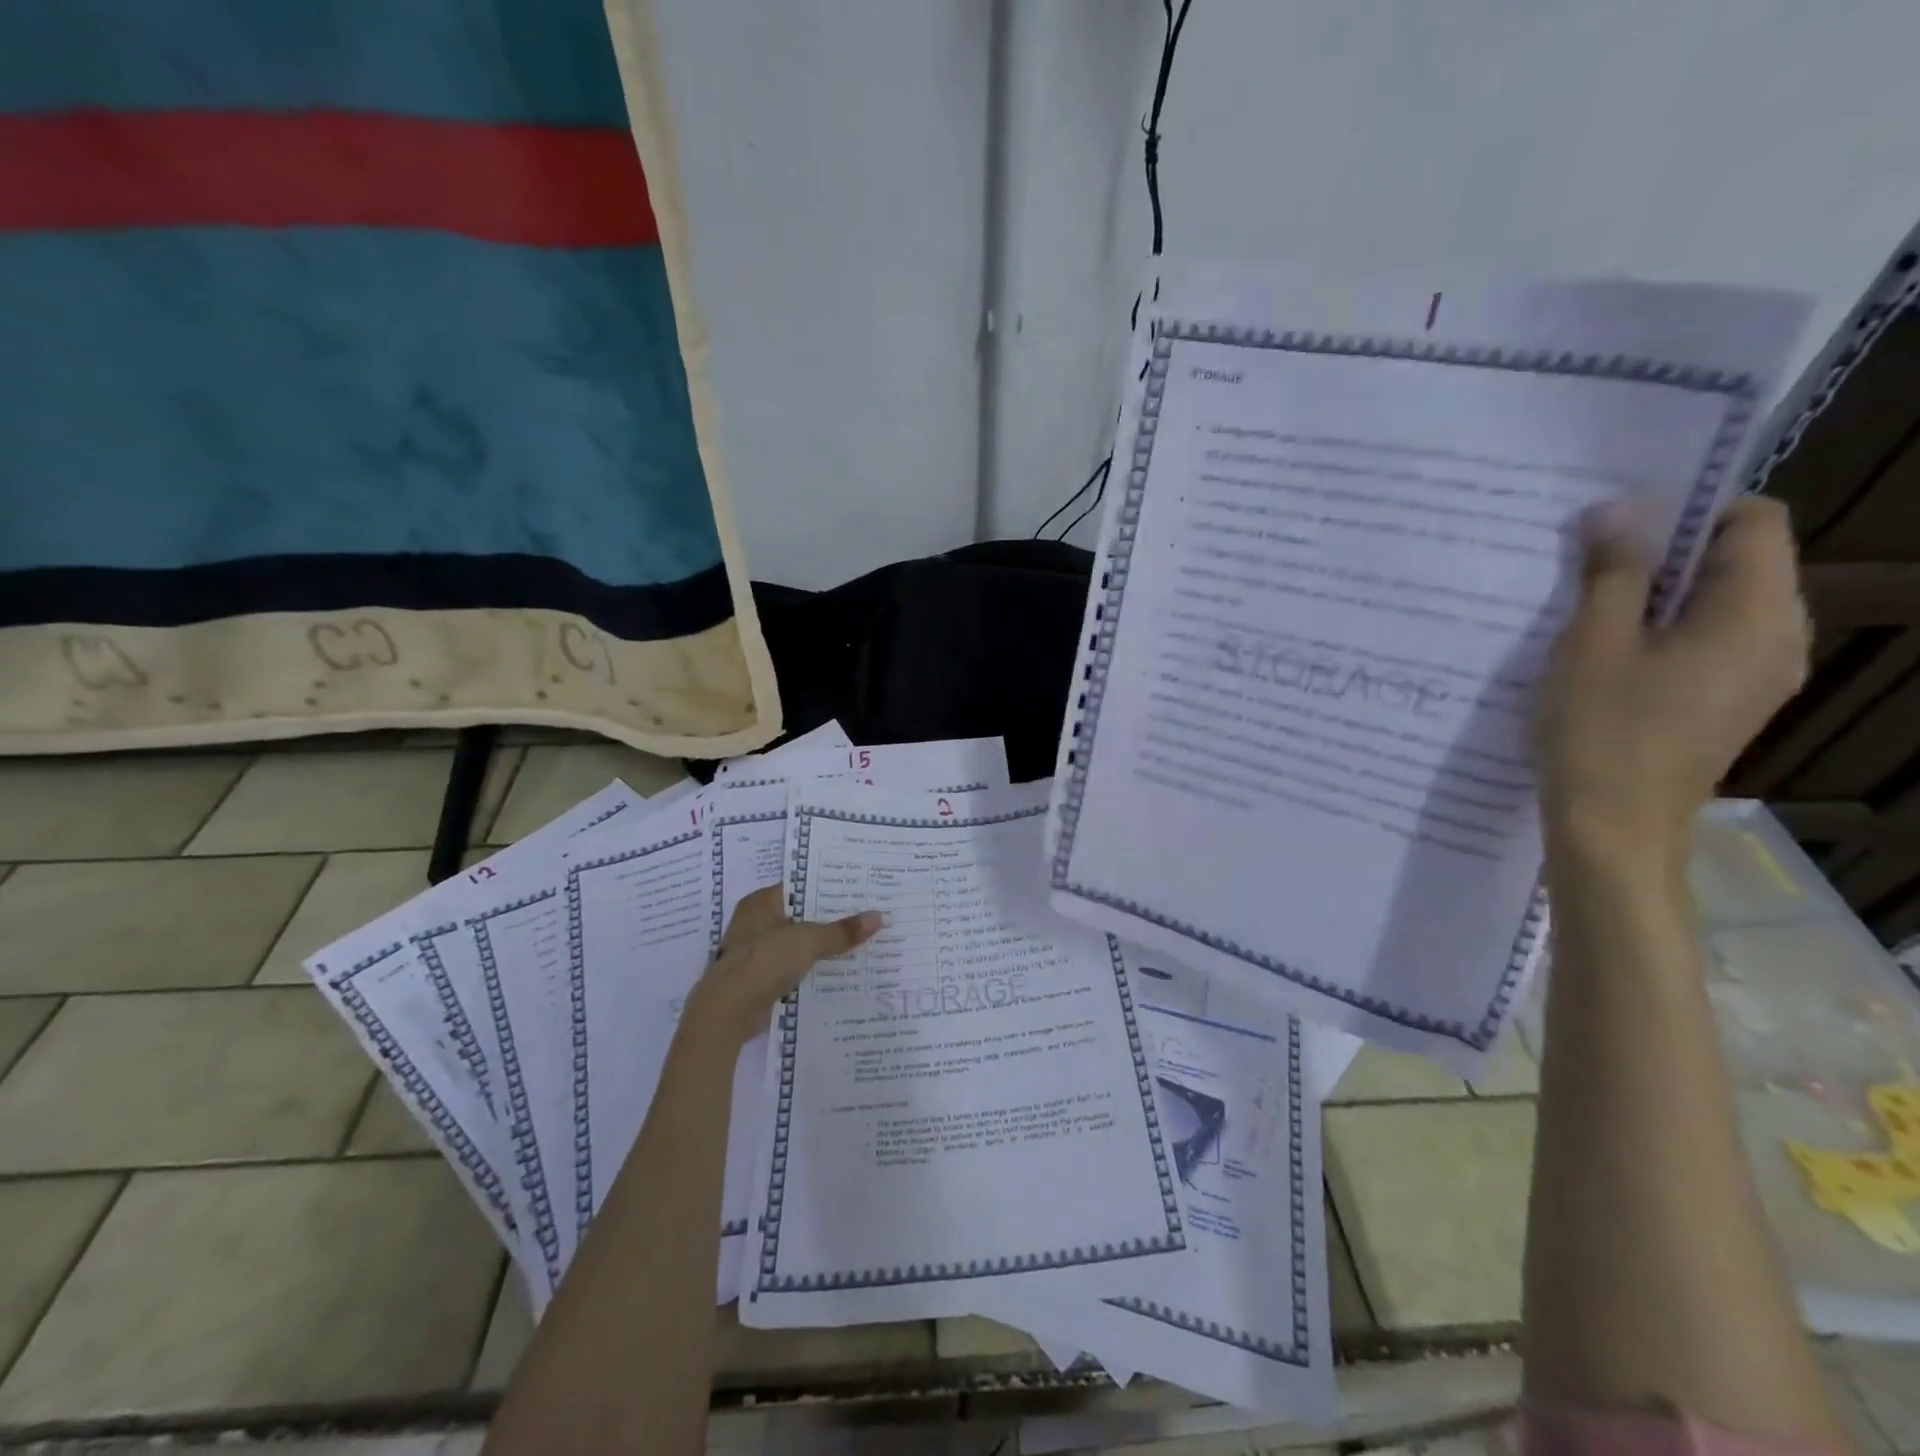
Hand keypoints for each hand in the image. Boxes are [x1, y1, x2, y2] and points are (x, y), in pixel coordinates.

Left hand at [680, 886, 881, 1046]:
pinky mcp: (758, 977)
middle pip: (801, 915)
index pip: (801, 886)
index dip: (829, 887)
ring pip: (797, 942)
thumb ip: (842, 931)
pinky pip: (792, 966)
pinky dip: (810, 968)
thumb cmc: (764, 960)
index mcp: (762, 901)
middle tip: (867, 914)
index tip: (859, 890)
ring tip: (859, 942)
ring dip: (821, 945)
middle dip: (830, 918)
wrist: (728, 1011)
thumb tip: (880, 917)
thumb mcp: (809, 940)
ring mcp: (755, 950)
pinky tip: (837, 970)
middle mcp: (756, 921)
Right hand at [1536, 496, 1809, 862]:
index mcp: (1757, 611)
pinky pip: (1708, 643)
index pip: (1753, 520)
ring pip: (1718, 605)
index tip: (1617, 527)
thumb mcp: (1592, 642)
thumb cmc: (1601, 729)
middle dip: (1665, 554)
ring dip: (1657, 596)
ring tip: (1586, 612)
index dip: (1689, 509)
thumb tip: (1619, 507)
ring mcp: (1760, 674)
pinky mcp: (1732, 703)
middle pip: (1739, 562)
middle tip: (1586, 566)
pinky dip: (1662, 633)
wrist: (1613, 826)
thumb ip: (1612, 571)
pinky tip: (1605, 655)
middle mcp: (1780, 636)